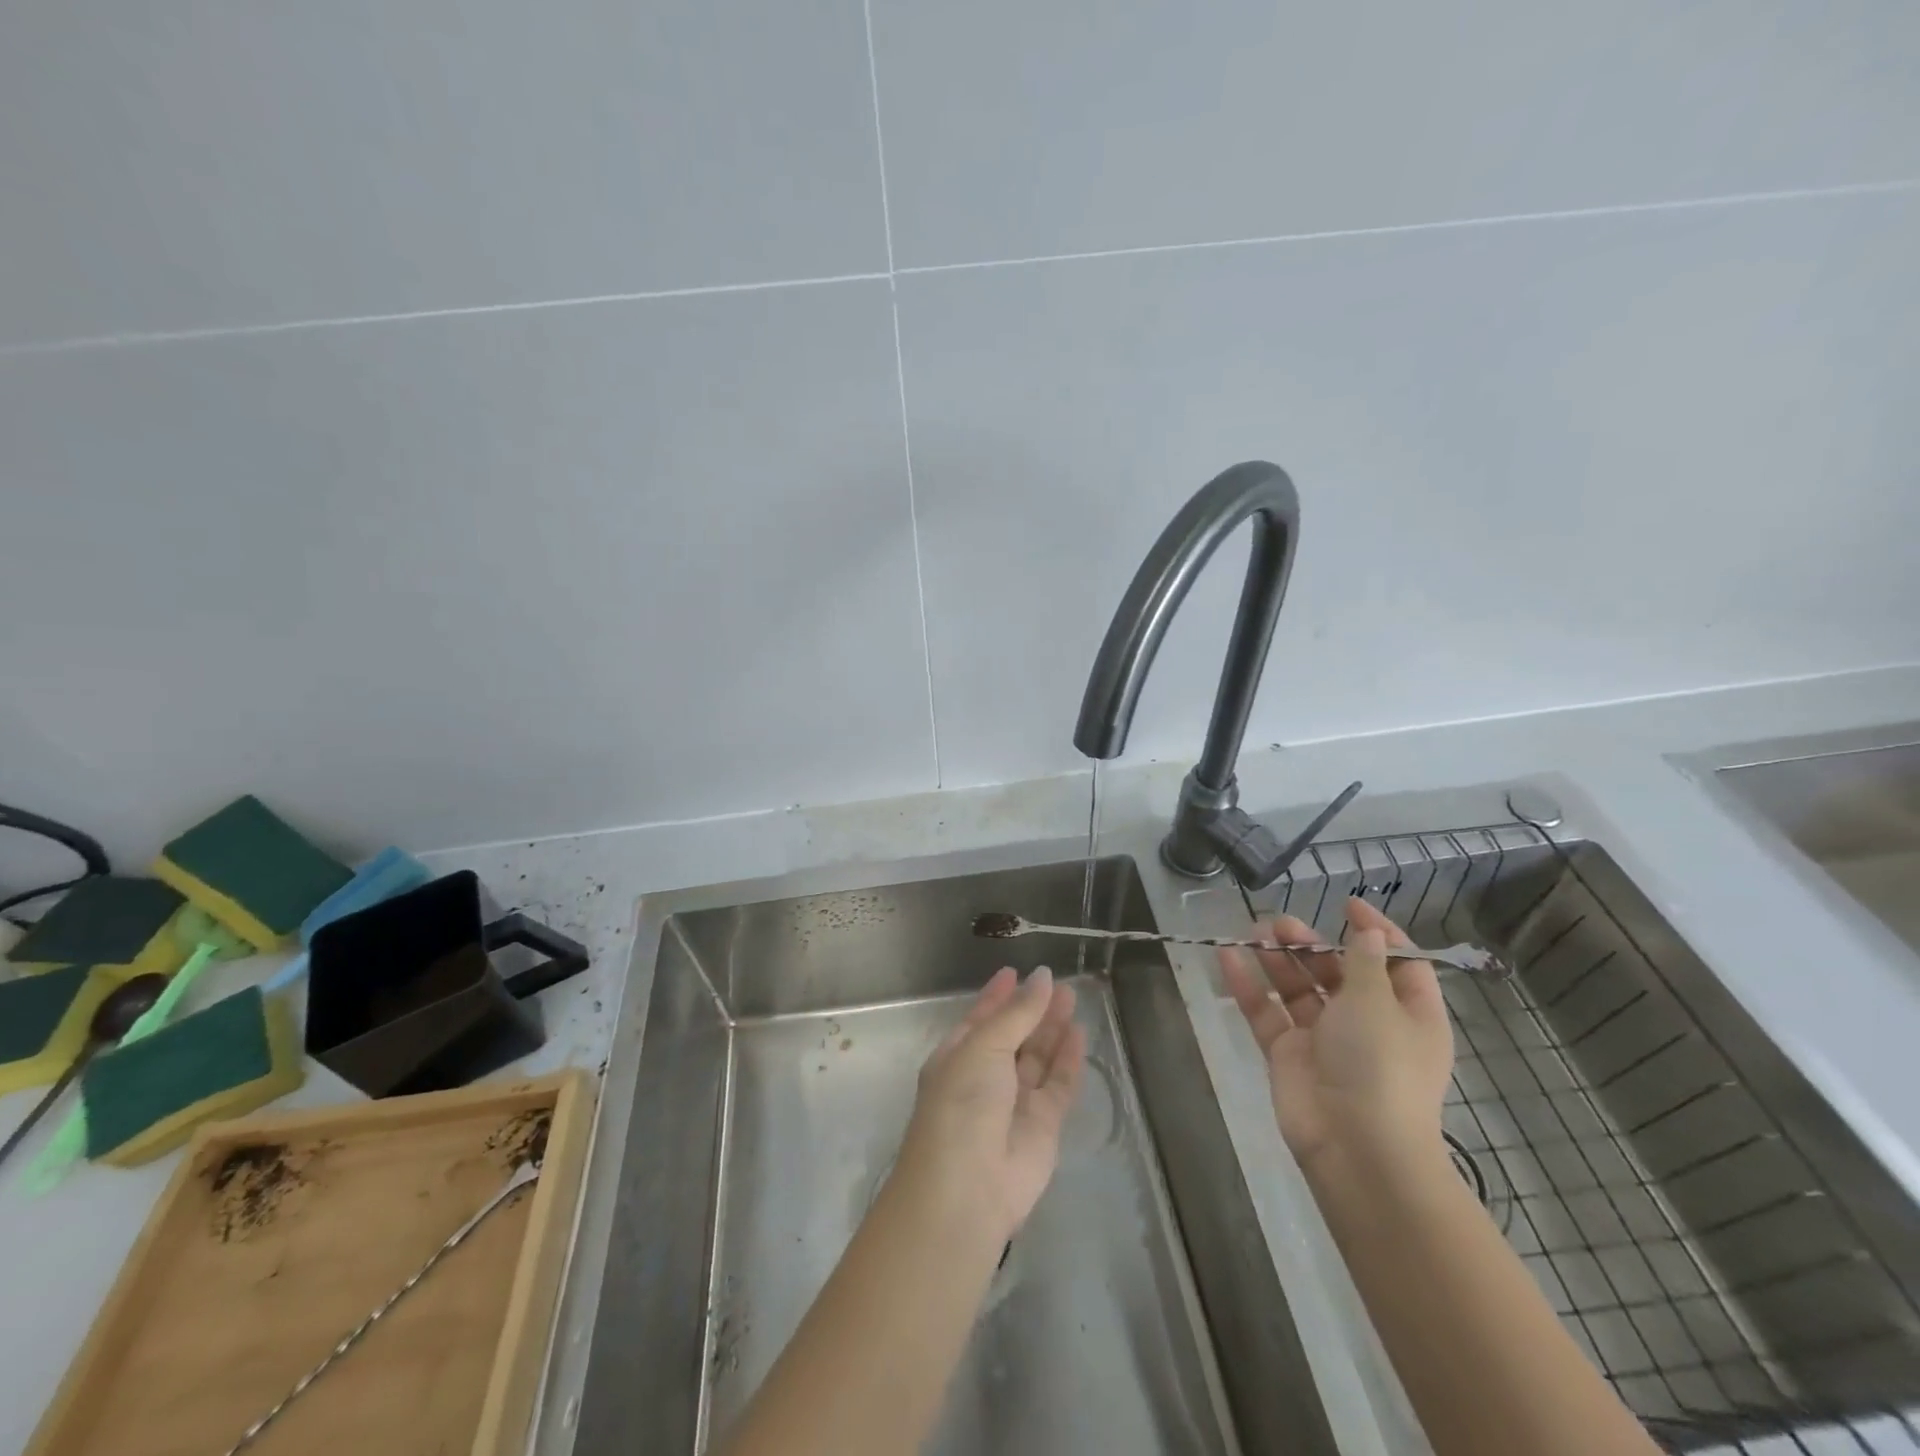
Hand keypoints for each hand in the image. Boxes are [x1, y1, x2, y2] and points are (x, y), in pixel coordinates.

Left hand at [894, 966, 1086, 1241]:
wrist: (968, 1190)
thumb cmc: (962, 1104)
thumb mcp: (983, 1047)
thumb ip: (1017, 1014)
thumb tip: (1042, 977)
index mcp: (957, 1057)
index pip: (980, 1019)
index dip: (997, 996)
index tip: (1015, 971)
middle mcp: (985, 1077)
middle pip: (1014, 1035)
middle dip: (1032, 1009)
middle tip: (1057, 981)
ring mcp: (1014, 1102)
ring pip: (1037, 1057)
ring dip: (1052, 1028)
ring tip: (1071, 996)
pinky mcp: (1043, 1126)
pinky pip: (1058, 1084)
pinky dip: (1068, 1059)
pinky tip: (1078, 1032)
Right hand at [1219, 898, 1452, 1179]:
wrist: (1355, 1146)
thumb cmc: (1380, 1064)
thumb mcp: (1378, 1003)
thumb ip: (1364, 962)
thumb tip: (1367, 931)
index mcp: (1408, 1013)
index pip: (1398, 962)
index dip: (1375, 931)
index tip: (1347, 904)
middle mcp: (1368, 1022)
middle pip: (1338, 971)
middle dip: (1312, 943)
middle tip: (1280, 923)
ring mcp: (1324, 1038)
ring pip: (1298, 988)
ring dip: (1278, 958)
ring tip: (1254, 932)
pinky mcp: (1288, 1053)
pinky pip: (1266, 1011)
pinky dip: (1248, 985)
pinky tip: (1227, 956)